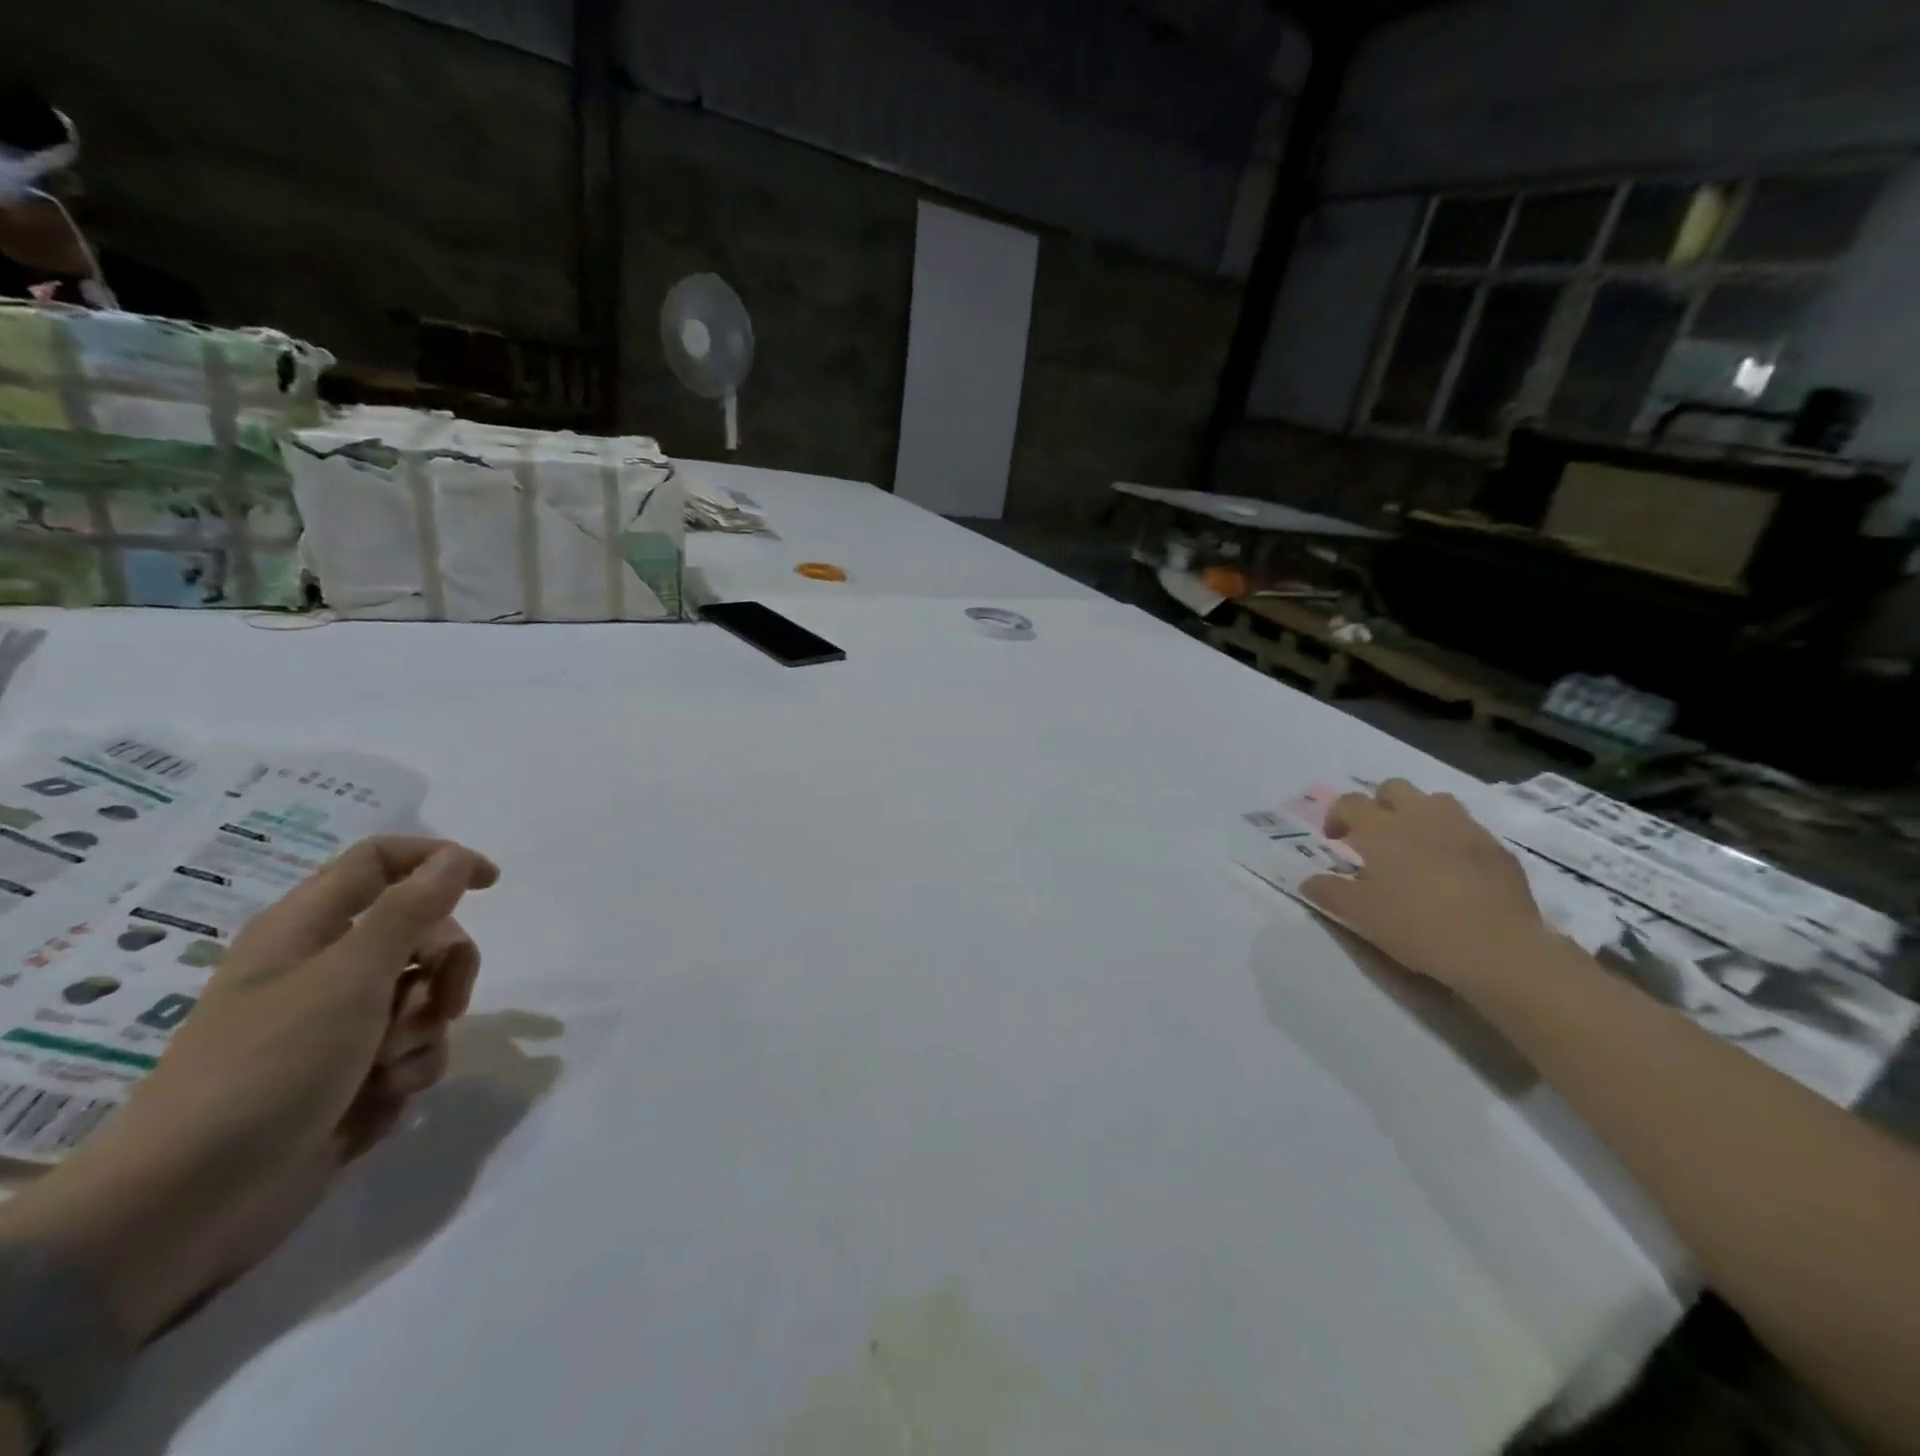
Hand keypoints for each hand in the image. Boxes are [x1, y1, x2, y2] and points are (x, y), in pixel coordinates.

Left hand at [0, 837, 498, 1342]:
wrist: (189, 1204)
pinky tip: (384, 1096)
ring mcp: (336, 1025)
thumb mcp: (351, 976)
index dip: (438, 861)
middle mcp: (323, 968)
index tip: (489, 884)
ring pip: (424, 996)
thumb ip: (411, 909)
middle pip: (420, 932)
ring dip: (428, 1027)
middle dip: (447, 965)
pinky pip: (411, 1050)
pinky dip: (410, 1069)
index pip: (380, 861)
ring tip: (395, 1065)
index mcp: (307, 929)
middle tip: (447, 1000)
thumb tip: (455, 856)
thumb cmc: (269, 1067)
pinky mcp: (348, 1075)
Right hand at [1301, 779, 1554, 997]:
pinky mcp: (1496, 849)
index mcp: (1382, 829)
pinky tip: (1452, 869)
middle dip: (1378, 804)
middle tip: (1374, 836)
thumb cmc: (1417, 927)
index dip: (1337, 816)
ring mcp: (1464, 829)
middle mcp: (1421, 817)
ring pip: (1435, 801)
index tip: (1335, 840)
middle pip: (1394, 788)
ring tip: (1415, 845)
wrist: (1498, 949)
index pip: (1350, 803)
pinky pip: (1467, 828)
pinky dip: (1452, 838)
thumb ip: (1329, 893)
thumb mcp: (1361, 915)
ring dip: (1418, 814)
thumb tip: (1308, 881)